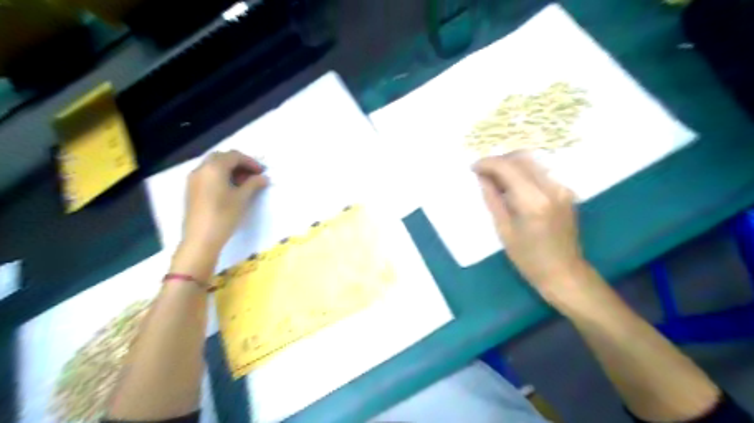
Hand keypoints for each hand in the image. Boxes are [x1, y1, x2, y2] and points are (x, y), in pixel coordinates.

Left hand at [182, 153, 268, 255]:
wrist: (201, 238)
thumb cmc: (224, 215)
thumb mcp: (242, 198)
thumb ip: (254, 184)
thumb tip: (263, 178)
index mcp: (214, 168)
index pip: (234, 156)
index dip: (250, 162)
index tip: (262, 172)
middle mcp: (201, 169)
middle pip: (222, 157)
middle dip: (239, 163)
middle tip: (252, 175)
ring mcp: (194, 179)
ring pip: (213, 166)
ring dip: (229, 169)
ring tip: (244, 183)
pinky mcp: (192, 190)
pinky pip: (207, 175)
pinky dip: (220, 176)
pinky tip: (230, 189)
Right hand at [473, 153, 585, 302]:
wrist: (564, 273)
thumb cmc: (529, 258)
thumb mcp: (504, 230)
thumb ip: (493, 199)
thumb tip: (482, 178)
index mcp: (533, 201)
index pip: (508, 167)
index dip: (488, 163)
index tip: (473, 168)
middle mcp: (551, 188)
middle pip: (522, 158)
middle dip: (499, 160)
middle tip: (482, 172)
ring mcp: (562, 188)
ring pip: (532, 162)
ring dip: (511, 164)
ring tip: (495, 178)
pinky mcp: (566, 192)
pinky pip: (541, 172)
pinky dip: (523, 172)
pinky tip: (512, 185)